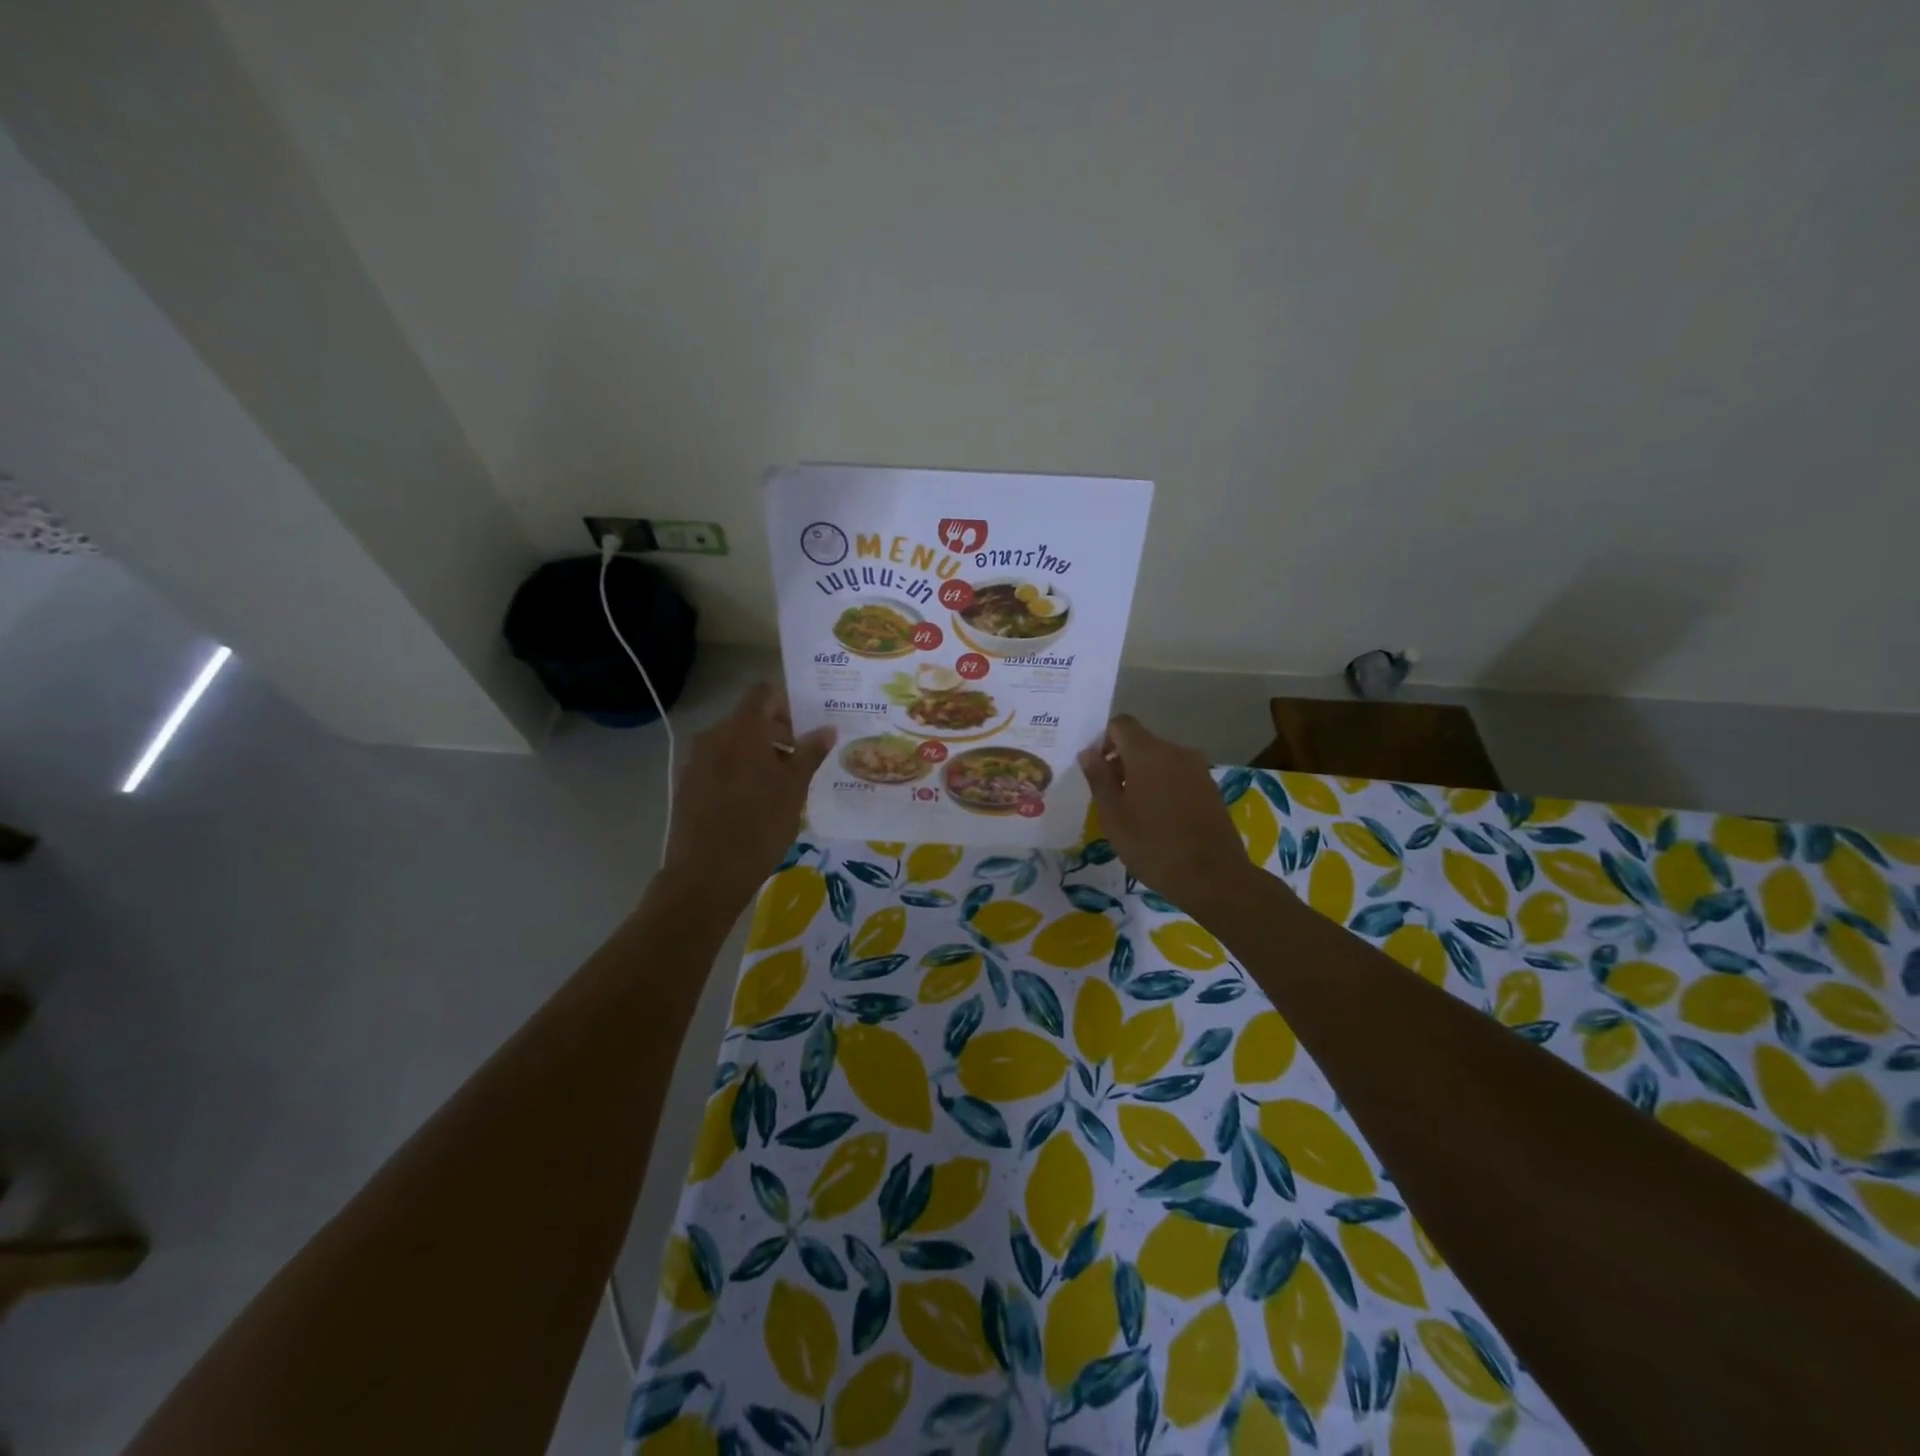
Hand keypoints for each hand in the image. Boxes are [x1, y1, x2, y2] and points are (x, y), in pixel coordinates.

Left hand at [662, 685, 834, 906]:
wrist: (705, 875)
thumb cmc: (759, 826)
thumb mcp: (794, 789)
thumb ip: (810, 753)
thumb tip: (827, 729)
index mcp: (741, 730)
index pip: (764, 694)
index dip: (788, 704)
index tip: (807, 728)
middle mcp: (714, 736)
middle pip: (749, 719)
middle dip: (778, 733)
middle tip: (803, 759)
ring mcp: (696, 761)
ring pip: (734, 743)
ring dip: (760, 754)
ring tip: (783, 784)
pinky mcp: (688, 784)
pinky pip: (720, 764)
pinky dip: (740, 771)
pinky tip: (757, 800)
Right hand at [1078, 715, 1264, 910]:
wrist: (1213, 878)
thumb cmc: (1153, 846)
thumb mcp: (1113, 815)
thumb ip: (1099, 778)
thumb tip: (1088, 751)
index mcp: (1148, 753)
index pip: (1121, 724)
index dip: (1103, 740)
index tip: (1097, 770)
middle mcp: (1176, 751)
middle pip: (1142, 742)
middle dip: (1122, 761)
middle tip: (1111, 797)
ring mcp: (1198, 769)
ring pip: (1161, 760)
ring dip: (1144, 775)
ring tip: (1135, 812)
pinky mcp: (1211, 788)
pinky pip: (1179, 775)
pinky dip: (1164, 787)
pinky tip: (1160, 819)